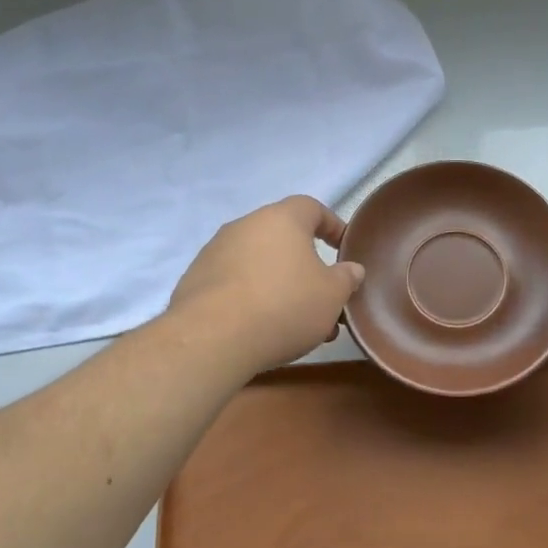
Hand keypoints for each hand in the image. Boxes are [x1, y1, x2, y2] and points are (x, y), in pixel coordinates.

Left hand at [168, 195, 365, 377]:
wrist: (211, 339)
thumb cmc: (284, 305)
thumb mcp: (332, 295)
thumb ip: (346, 278)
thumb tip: (352, 269)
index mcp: (281, 219)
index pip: (312, 208)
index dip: (332, 226)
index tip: (344, 248)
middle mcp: (245, 225)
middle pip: (283, 238)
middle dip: (306, 265)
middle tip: (323, 295)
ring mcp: (215, 252)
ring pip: (259, 263)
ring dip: (280, 285)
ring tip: (296, 322)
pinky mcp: (195, 280)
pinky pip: (234, 283)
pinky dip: (252, 297)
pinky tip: (262, 328)